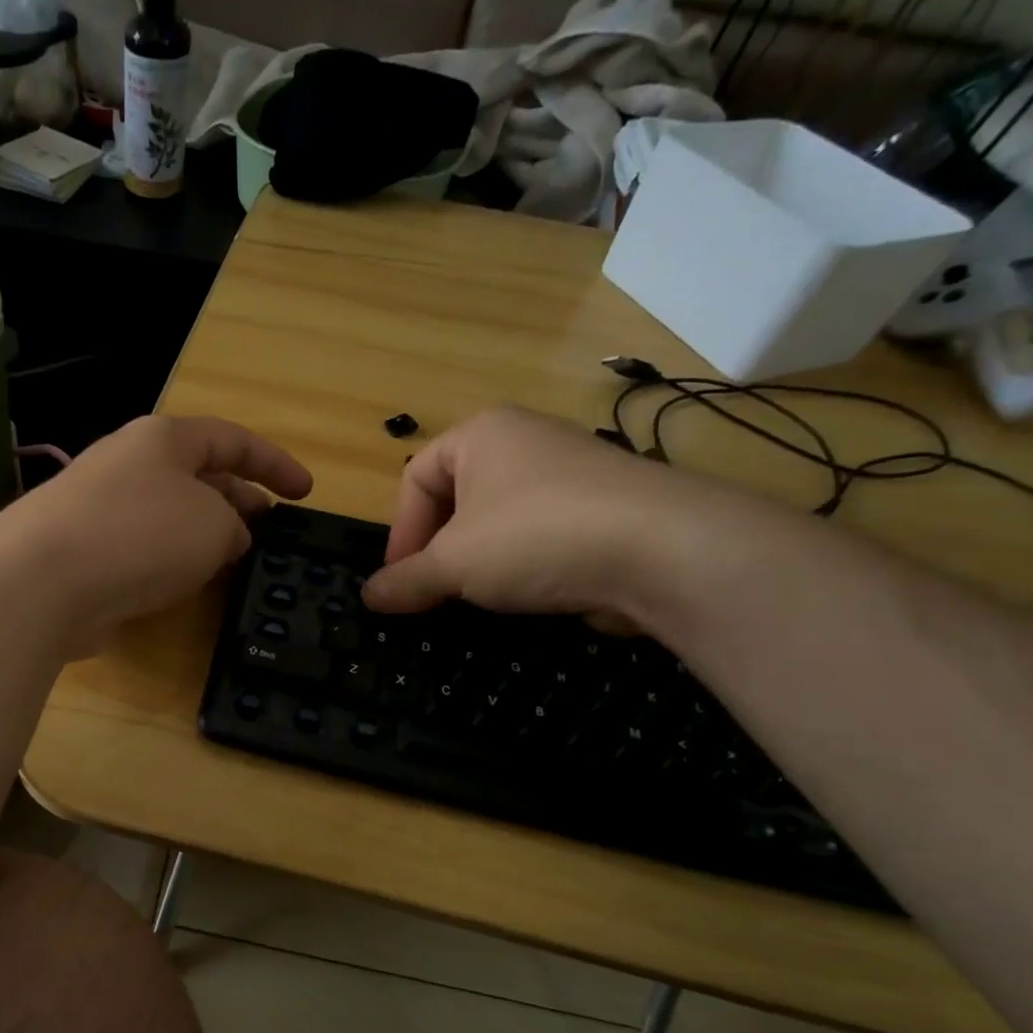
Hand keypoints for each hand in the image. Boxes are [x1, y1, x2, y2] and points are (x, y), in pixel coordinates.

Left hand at [8, 415, 312, 642]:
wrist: (43, 581)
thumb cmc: (142, 535)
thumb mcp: (214, 524)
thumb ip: (234, 526)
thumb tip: (226, 538)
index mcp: (164, 439)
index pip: (232, 439)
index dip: (275, 463)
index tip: (305, 493)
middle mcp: (130, 463)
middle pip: (199, 474)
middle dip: (241, 498)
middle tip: (271, 530)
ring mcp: (102, 506)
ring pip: (171, 513)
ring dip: (206, 532)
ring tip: (237, 560)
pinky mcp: (86, 549)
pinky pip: (144, 546)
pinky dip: (173, 559)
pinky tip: (189, 584)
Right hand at [362, 406, 713, 621]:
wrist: (663, 550)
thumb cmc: (534, 536)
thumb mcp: (453, 564)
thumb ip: (406, 581)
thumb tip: (369, 598)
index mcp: (482, 433)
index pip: (415, 477)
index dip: (400, 532)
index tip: (400, 581)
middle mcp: (525, 441)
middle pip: (457, 499)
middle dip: (439, 549)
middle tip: (434, 593)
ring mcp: (570, 473)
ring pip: (500, 520)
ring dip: (479, 562)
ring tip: (478, 599)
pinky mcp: (603, 509)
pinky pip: (541, 535)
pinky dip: (524, 566)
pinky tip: (527, 596)